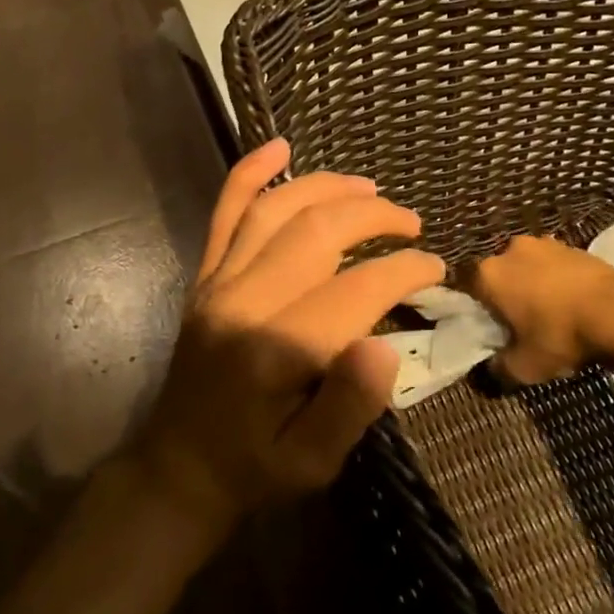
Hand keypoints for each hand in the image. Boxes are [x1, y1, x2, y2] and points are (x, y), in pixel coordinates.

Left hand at [133, 139, 444, 531]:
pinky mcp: (205, 276)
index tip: (434, 268)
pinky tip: (278, 147)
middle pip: (315, 231)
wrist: (179, 466)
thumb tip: (384, 346)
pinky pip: (224, 213)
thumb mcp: (312, 463)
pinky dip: (249, 174)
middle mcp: (244, 301)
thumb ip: (349, 406)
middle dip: (372, 217)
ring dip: (325, 187)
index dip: (402, 271)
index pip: (354, 289)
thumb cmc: (255, 467)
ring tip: (369, 187)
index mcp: (277, 349)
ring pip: (274, 209)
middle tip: (410, 223)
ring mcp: (218, 281)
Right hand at [469, 234, 613, 383]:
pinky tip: (572, 302)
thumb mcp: (524, 367)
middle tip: (519, 321)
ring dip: (533, 283)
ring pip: (527, 266)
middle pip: (498, 274)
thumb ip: (500, 368)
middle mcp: (509, 250)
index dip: (475, 307)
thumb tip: (491, 369)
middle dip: (506, 293)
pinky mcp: (573, 245)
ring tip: (550, 312)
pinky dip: (558, 280)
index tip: (488, 325)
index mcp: (488, 274)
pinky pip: (554, 264)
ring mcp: (543, 243)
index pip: (466, 286)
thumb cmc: (559, 336)